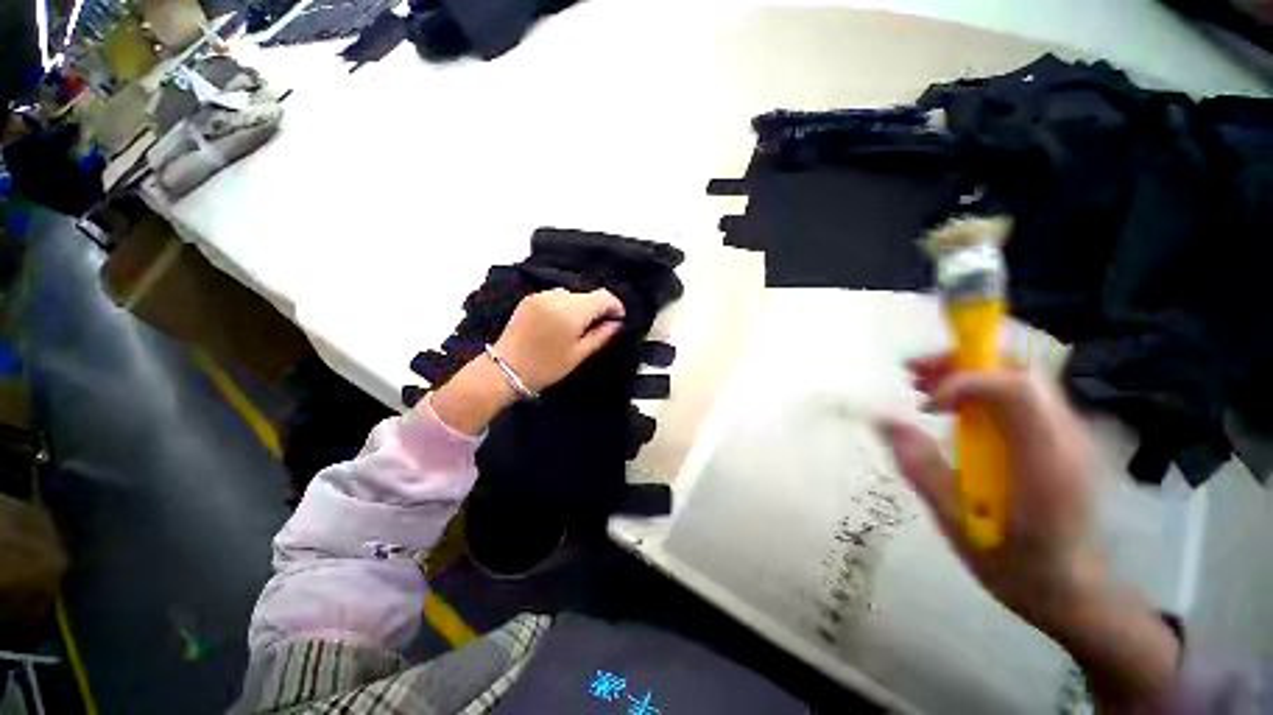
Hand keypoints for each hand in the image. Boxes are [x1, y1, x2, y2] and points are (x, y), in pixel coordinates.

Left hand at [492, 288, 625, 392]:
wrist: (505, 368)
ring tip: (581, 324)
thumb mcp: (578, 355)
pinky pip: (556, 296)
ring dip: (582, 305)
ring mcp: (542, 296)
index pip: (602, 297)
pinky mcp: (530, 298)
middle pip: (588, 294)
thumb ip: (601, 336)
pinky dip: (565, 304)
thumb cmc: (546, 367)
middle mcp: (558, 298)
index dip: (615, 305)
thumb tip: (617, 324)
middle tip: (602, 324)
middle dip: (598, 307)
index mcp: (572, 313)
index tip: (619, 318)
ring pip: (573, 294)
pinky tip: (562, 320)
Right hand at [880, 354, 1178, 708]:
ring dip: (968, 373)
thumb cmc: (1014, 565)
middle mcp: (1066, 439)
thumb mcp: (956, 522)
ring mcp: (1069, 436)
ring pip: (1020, 378)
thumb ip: (919, 466)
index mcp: (1045, 463)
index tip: (926, 402)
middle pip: (1020, 371)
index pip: (1017, 390)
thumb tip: (883, 419)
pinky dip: (981, 391)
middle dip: (962, 362)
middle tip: (913, 375)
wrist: (1073, 592)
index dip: (966, 380)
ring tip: (924, 389)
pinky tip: (953, 412)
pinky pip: (1021, 398)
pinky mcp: (1060, 440)